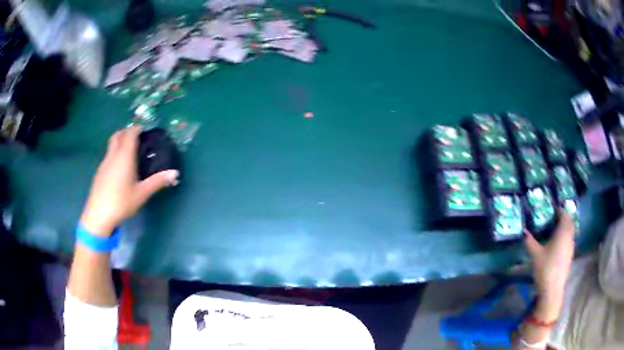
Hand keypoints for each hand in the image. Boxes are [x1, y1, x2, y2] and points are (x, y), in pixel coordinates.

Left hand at [80, 127, 178, 235]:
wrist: (99, 215)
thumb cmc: (121, 202)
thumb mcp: (142, 194)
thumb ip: (157, 181)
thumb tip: (175, 173)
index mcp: (124, 156)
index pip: (130, 134)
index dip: (137, 129)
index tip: (144, 130)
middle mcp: (113, 155)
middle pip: (118, 134)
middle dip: (127, 131)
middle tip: (137, 138)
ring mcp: (104, 163)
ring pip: (111, 144)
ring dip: (120, 141)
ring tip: (129, 152)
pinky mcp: (99, 171)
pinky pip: (108, 155)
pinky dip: (115, 152)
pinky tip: (119, 168)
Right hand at [524, 209, 575, 320]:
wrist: (552, 289)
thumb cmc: (545, 268)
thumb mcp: (535, 254)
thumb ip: (530, 242)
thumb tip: (523, 231)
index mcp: (563, 232)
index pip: (564, 215)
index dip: (559, 210)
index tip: (552, 209)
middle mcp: (570, 237)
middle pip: (569, 222)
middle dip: (563, 218)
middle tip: (554, 218)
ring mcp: (571, 247)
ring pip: (570, 231)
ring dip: (565, 228)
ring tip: (555, 230)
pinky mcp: (570, 256)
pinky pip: (569, 240)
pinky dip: (565, 237)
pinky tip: (557, 245)